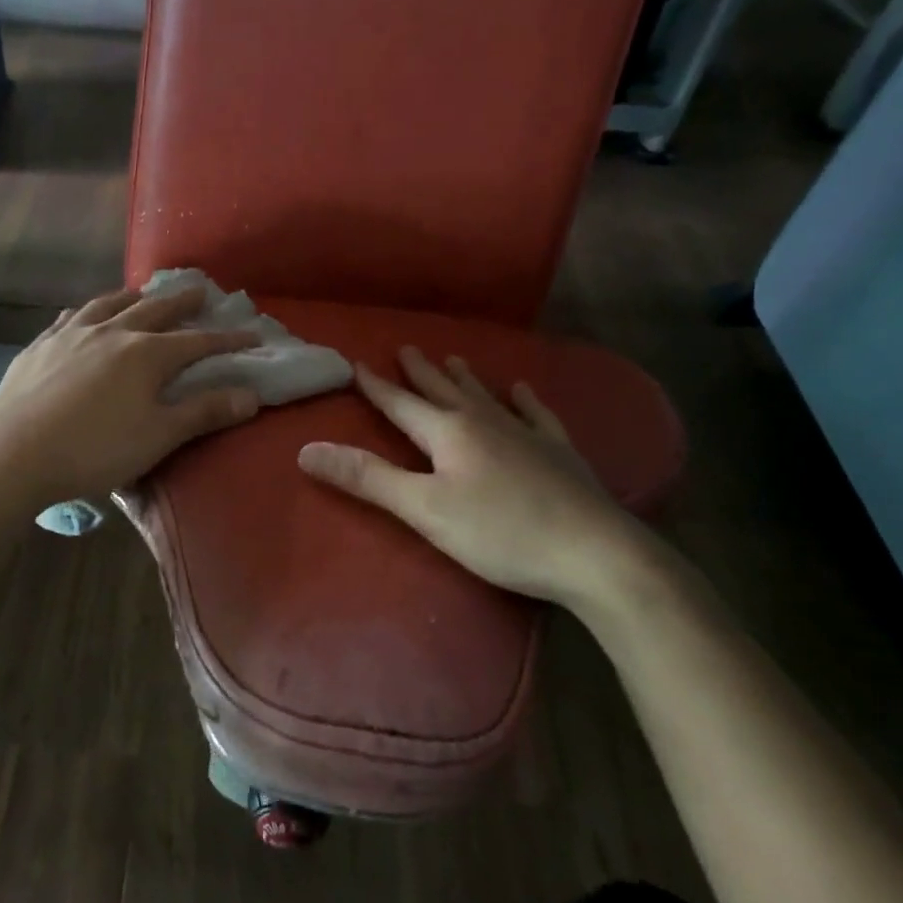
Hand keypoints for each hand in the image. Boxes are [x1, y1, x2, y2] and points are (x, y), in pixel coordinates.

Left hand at [0, 286, 260, 510]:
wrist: (13, 453)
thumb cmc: (95, 449)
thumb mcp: (158, 436)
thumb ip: (204, 412)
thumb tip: (251, 394)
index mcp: (146, 354)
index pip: (197, 341)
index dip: (227, 340)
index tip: (252, 336)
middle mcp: (111, 332)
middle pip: (155, 310)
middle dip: (182, 302)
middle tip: (201, 291)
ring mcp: (71, 335)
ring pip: (109, 304)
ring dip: (133, 296)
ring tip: (144, 291)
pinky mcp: (40, 346)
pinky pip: (71, 317)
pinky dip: (89, 310)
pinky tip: (86, 313)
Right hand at [297, 347, 648, 607]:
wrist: (595, 554)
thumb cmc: (499, 533)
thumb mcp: (423, 509)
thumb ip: (367, 478)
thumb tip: (306, 450)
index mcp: (449, 433)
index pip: (402, 404)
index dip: (377, 386)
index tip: (357, 363)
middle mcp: (486, 422)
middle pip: (444, 391)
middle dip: (420, 372)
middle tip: (406, 348)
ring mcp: (527, 435)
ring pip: (487, 397)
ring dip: (466, 378)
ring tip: (454, 357)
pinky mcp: (559, 454)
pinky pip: (537, 415)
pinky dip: (525, 400)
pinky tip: (523, 389)